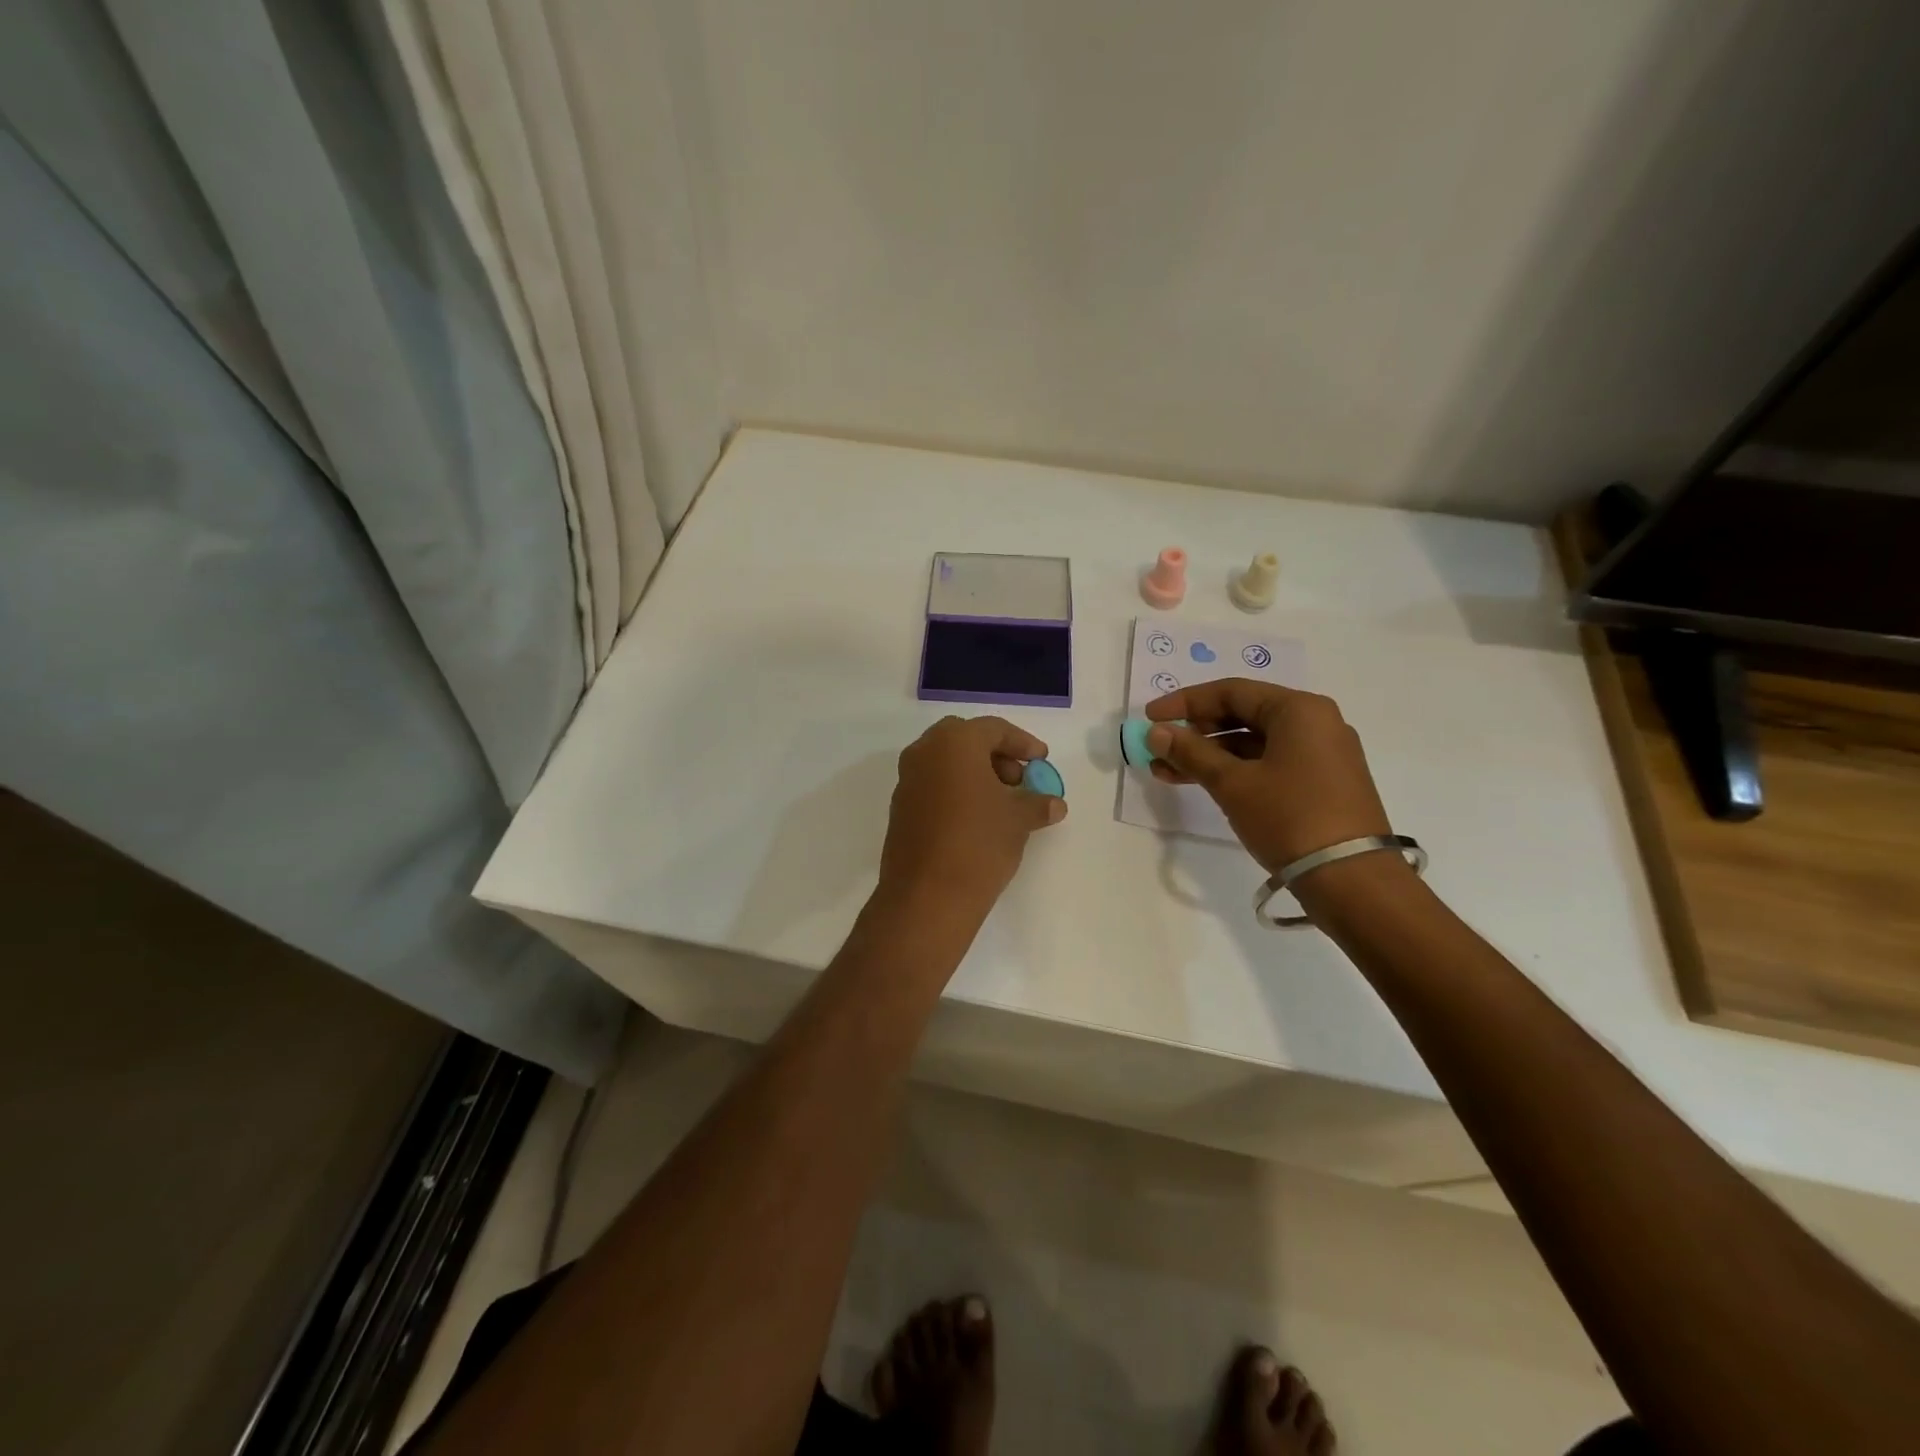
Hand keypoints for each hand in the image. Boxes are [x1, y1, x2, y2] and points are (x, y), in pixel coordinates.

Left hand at [878, 716, 1066, 918]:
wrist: (927, 896)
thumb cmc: (979, 843)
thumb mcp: (1018, 820)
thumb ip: (1038, 803)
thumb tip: (1054, 804)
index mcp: (954, 742)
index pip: (993, 729)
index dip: (1022, 744)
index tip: (1042, 761)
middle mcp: (924, 752)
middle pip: (965, 740)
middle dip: (995, 755)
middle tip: (1019, 779)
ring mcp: (907, 780)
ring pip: (946, 763)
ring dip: (975, 774)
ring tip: (1002, 803)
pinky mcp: (900, 808)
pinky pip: (933, 786)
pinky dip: (956, 791)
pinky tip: (977, 819)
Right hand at [1144, 679, 1390, 876]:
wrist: (1353, 881)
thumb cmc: (1290, 818)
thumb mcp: (1233, 783)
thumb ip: (1191, 752)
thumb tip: (1156, 731)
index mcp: (1299, 710)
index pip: (1231, 692)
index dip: (1185, 702)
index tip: (1150, 717)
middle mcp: (1315, 723)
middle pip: (1243, 715)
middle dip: (1195, 732)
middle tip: (1158, 748)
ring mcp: (1321, 755)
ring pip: (1253, 743)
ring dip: (1209, 755)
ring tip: (1166, 773)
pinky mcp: (1320, 784)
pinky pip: (1268, 764)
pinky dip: (1234, 771)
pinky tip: (1201, 784)